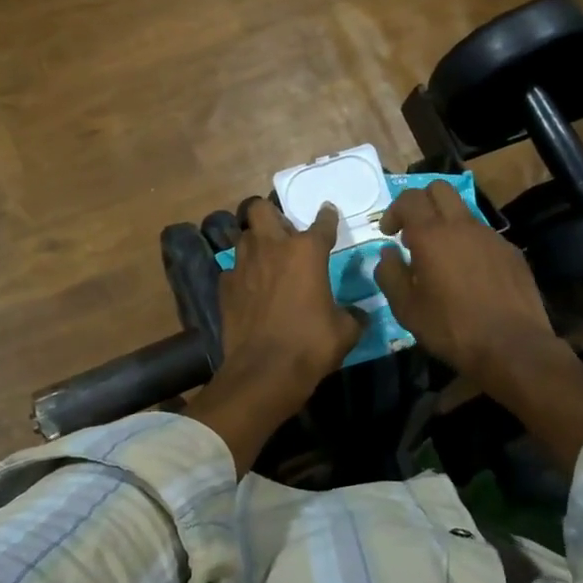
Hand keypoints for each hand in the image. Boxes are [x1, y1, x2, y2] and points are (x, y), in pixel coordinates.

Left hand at [186, 199, 360, 472]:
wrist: (264, 372)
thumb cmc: (311, 345)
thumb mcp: (345, 331)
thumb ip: (352, 315)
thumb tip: (358, 314)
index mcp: (306, 251)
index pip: (321, 222)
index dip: (327, 217)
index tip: (327, 213)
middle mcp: (272, 247)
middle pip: (261, 209)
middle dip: (272, 215)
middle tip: (284, 233)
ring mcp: (243, 265)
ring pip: (243, 236)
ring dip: (255, 242)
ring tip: (266, 259)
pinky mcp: (225, 286)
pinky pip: (233, 269)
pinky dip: (242, 275)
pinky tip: (250, 289)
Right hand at [375, 181, 582, 466]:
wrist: (513, 347)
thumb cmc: (451, 329)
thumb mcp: (407, 309)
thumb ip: (390, 274)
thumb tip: (387, 253)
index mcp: (432, 235)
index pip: (409, 198)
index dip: (394, 210)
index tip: (389, 234)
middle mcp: (462, 226)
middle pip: (439, 189)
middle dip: (421, 202)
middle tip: (412, 232)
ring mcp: (491, 236)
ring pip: (463, 211)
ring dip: (446, 223)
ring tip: (440, 257)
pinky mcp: (511, 252)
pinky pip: (483, 235)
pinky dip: (468, 243)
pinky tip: (468, 274)